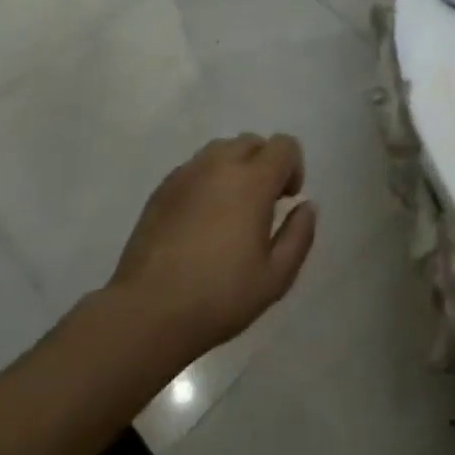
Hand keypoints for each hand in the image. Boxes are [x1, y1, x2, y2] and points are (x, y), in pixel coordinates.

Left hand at [108, 134, 317, 363]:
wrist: (148, 312)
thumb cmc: (219, 296)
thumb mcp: (276, 277)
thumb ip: (299, 235)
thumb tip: (306, 206)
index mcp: (252, 180)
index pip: (283, 145)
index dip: (293, 167)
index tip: (287, 200)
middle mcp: (218, 165)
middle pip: (252, 141)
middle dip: (265, 164)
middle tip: (263, 205)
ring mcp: (186, 173)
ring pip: (221, 150)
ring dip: (235, 168)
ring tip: (231, 210)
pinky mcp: (161, 188)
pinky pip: (195, 168)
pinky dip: (207, 181)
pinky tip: (201, 221)